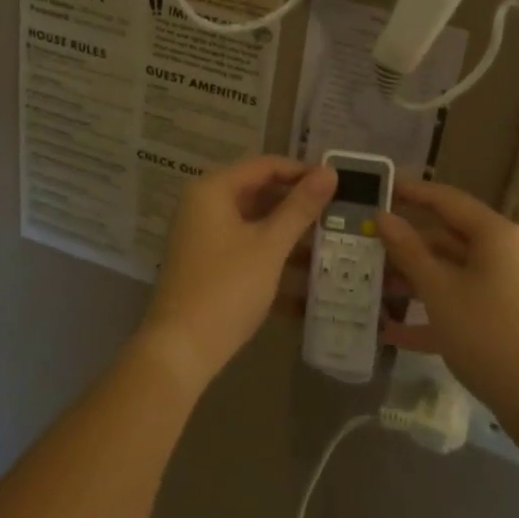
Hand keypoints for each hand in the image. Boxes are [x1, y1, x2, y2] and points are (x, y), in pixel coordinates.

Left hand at [138, 155, 335, 391]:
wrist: (180, 352)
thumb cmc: (226, 288)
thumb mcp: (269, 246)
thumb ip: (300, 208)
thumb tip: (329, 172)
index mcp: (213, 190)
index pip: (265, 165)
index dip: (301, 171)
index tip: (338, 184)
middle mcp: (204, 206)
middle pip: (259, 194)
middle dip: (298, 207)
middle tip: (338, 216)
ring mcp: (204, 238)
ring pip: (255, 226)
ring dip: (290, 237)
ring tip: (331, 249)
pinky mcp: (207, 267)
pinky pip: (247, 251)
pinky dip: (273, 261)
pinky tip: (307, 286)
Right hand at [376, 179, 518, 423]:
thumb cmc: (488, 334)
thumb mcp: (440, 290)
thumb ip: (409, 251)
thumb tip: (383, 216)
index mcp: (492, 234)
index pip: (444, 199)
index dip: (409, 191)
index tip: (376, 189)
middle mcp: (498, 253)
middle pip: (444, 236)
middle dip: (403, 243)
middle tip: (362, 243)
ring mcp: (499, 287)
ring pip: (447, 271)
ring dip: (410, 279)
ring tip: (368, 285)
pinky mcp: (497, 319)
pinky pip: (456, 303)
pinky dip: (427, 313)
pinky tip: (390, 331)